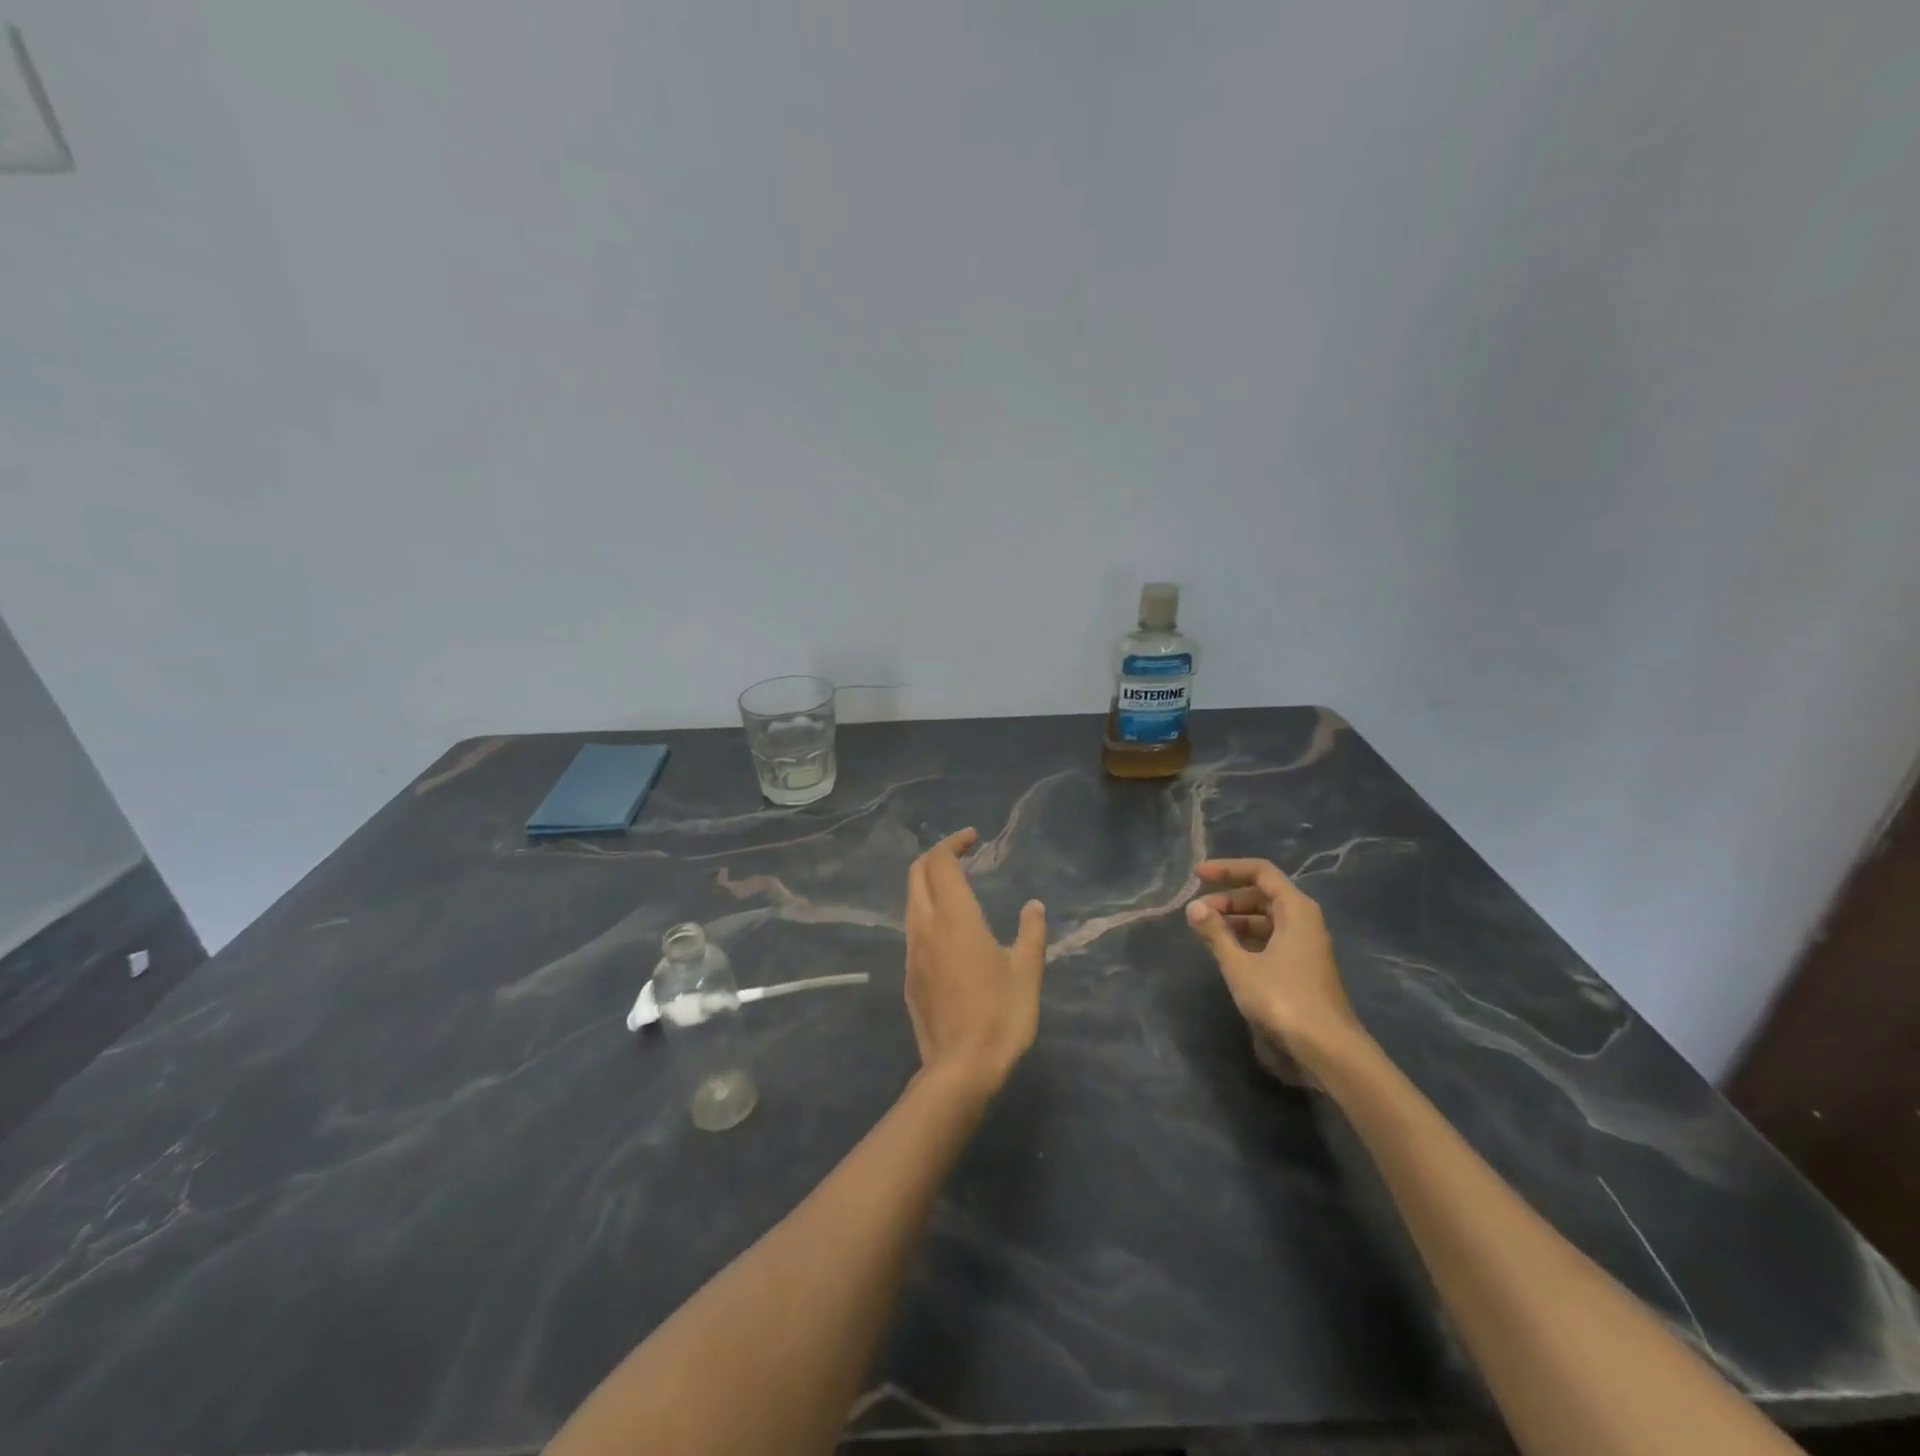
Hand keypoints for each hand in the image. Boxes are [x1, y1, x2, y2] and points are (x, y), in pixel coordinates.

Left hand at [904, 828, 1047, 1092]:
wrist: (961, 1068)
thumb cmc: (1001, 1014)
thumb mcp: (1027, 970)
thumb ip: (1030, 932)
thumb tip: (1033, 906)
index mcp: (955, 917)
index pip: (940, 863)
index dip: (953, 843)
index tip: (973, 838)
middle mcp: (926, 927)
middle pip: (916, 874)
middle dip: (935, 856)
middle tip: (961, 855)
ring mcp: (912, 952)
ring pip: (911, 902)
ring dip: (928, 884)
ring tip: (955, 888)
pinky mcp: (908, 976)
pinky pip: (913, 930)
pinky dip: (926, 912)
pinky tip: (948, 931)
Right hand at [1184, 858, 1365, 1067]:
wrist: (1327, 1050)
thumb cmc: (1282, 998)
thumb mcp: (1240, 964)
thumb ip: (1215, 932)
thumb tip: (1193, 907)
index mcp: (1296, 909)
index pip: (1260, 872)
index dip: (1227, 869)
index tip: (1197, 875)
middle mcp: (1304, 921)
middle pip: (1263, 895)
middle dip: (1228, 898)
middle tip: (1197, 912)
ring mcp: (1305, 946)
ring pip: (1266, 919)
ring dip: (1235, 920)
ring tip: (1206, 932)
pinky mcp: (1302, 968)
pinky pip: (1271, 940)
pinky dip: (1246, 939)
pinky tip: (1227, 952)